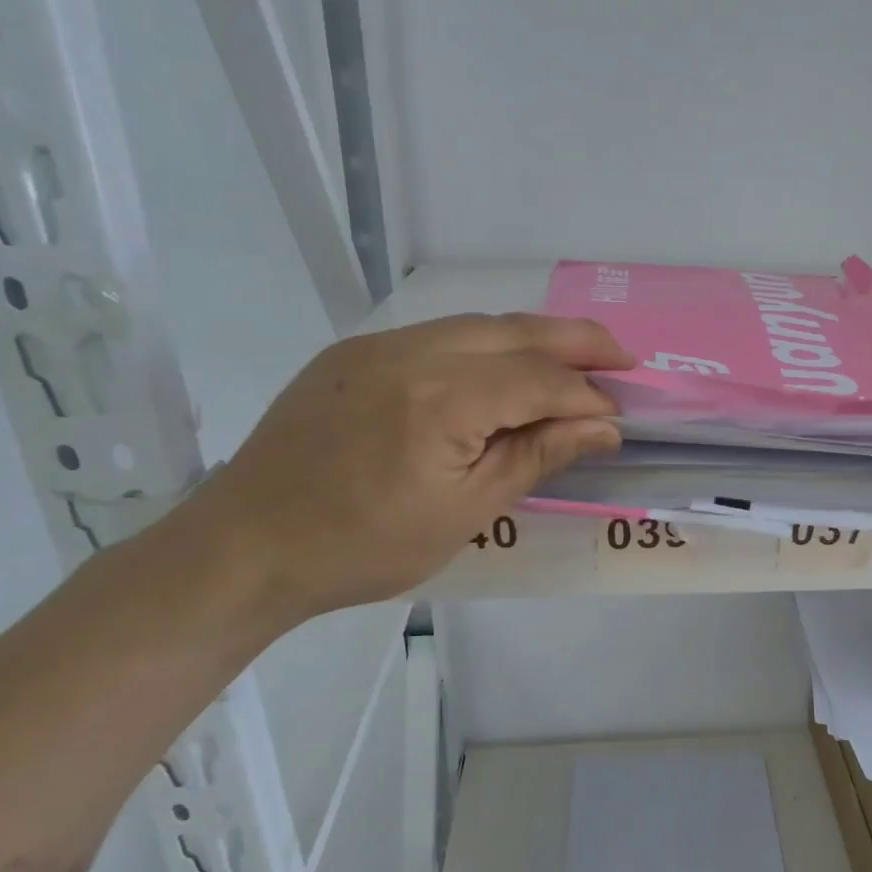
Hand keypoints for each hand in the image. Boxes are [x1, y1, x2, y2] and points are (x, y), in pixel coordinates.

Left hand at [183, 313, 631, 621]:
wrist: (247, 546)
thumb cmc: (363, 547)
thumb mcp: (465, 513)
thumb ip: (536, 456)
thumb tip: (602, 427)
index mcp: (441, 400)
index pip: (538, 380)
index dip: (586, 396)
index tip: (619, 417)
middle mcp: (411, 352)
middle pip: (515, 330)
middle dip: (577, 340)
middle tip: (623, 357)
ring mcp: (377, 346)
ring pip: (477, 324)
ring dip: (532, 337)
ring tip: (575, 356)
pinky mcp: (354, 353)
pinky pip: (438, 335)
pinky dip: (485, 345)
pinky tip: (502, 368)